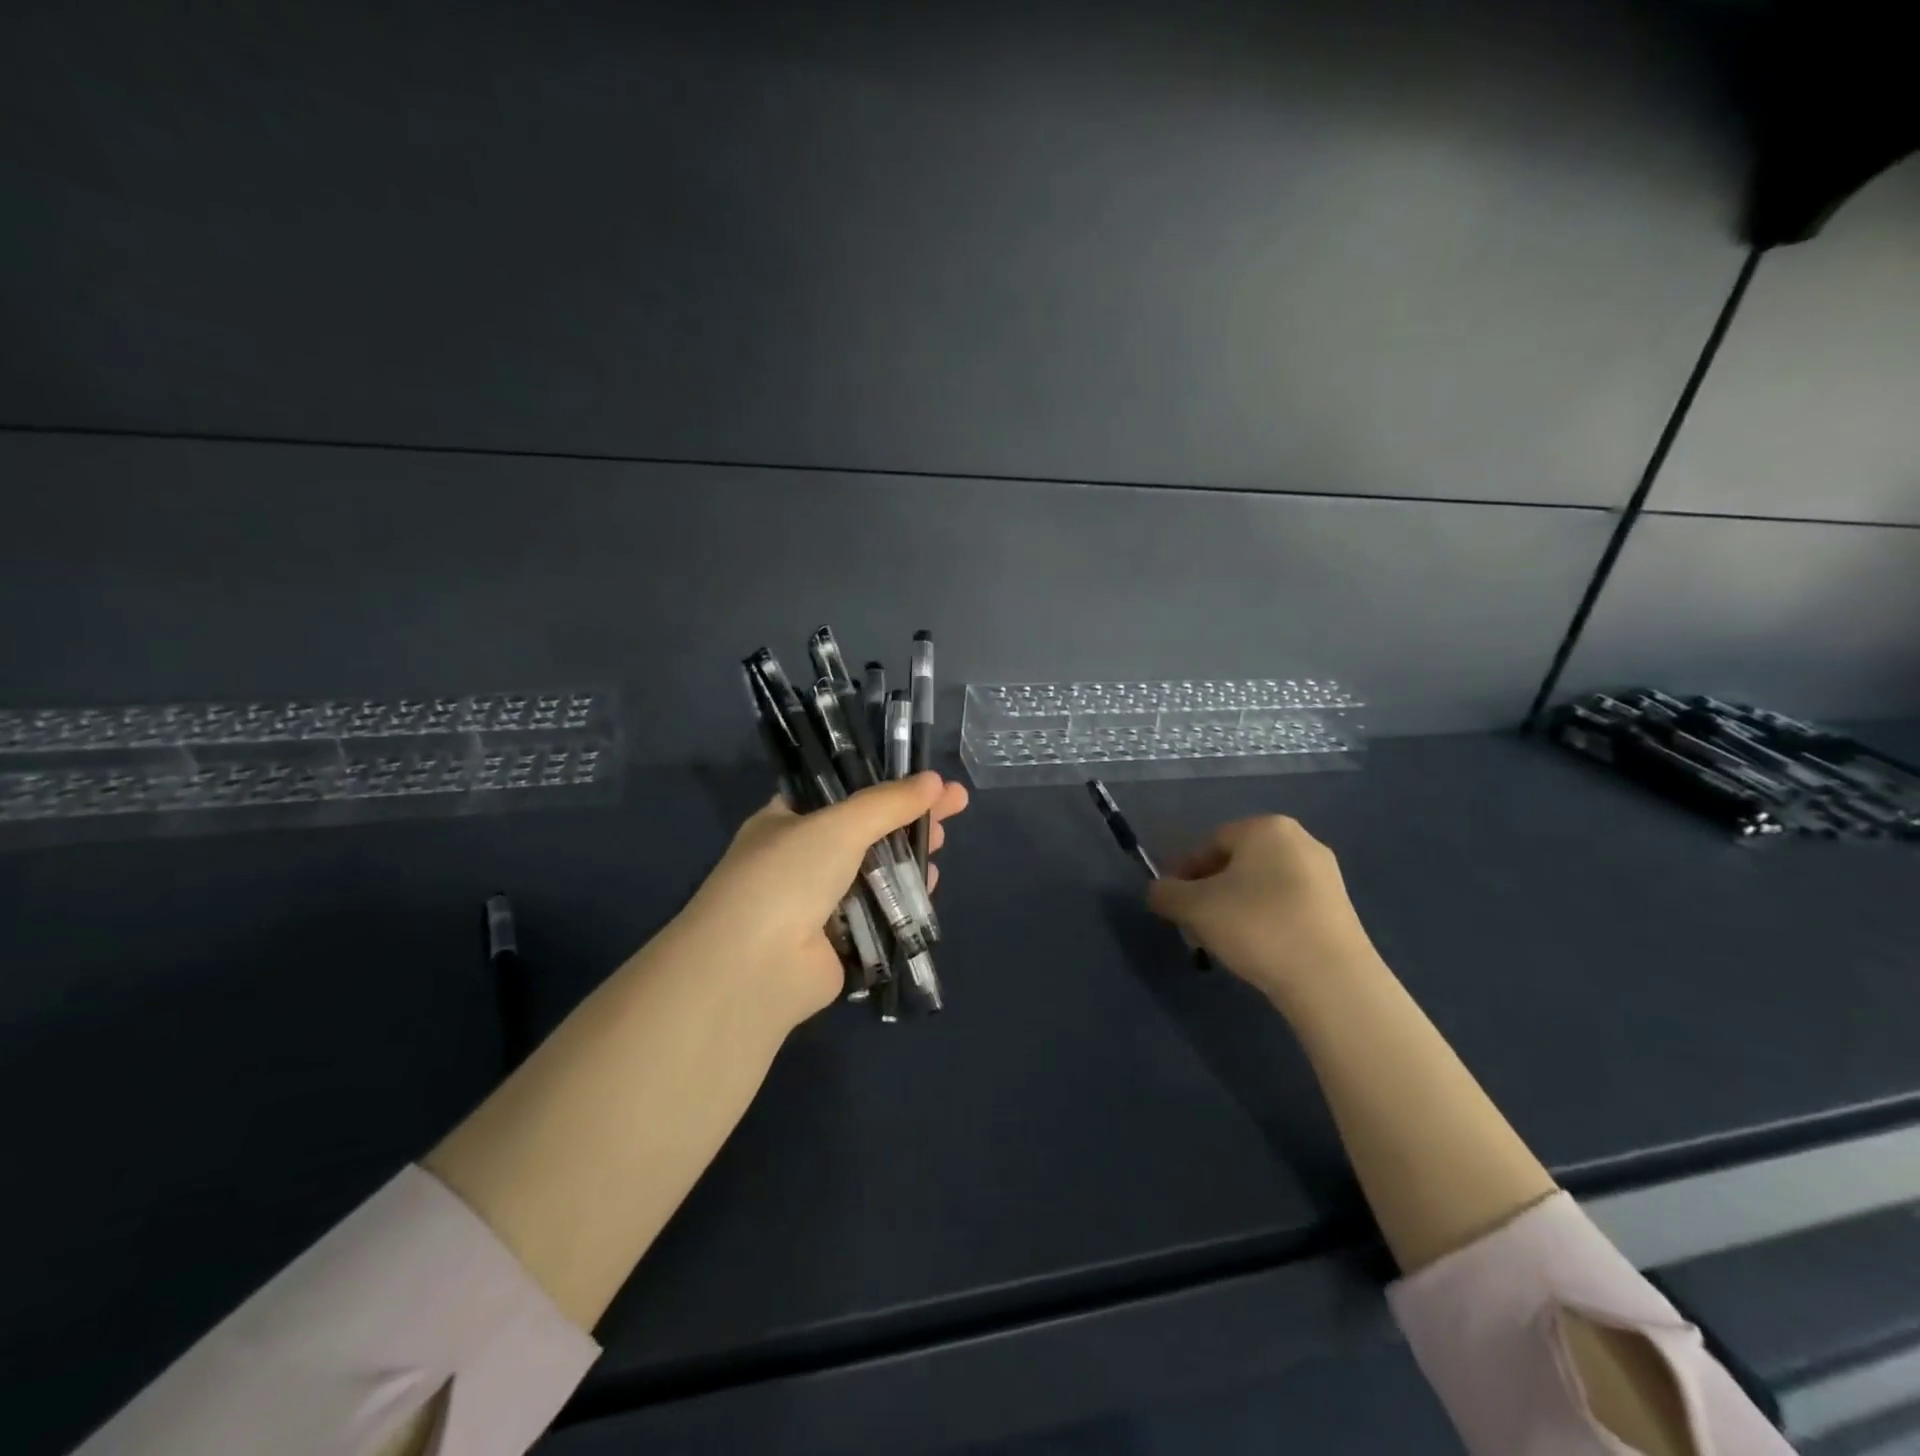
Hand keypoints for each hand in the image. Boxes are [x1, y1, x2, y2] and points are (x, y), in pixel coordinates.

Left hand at [664, 772, 969, 1027]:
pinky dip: (903, 898)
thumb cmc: (788, 876)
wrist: (756, 966)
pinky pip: (878, 912)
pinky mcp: (839, 941)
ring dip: (908, 857)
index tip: (925, 780)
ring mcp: (818, 903)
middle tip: (951, 807)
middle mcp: (799, 860)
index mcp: (785, 822)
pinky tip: (929, 884)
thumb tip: (935, 781)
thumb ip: (889, 803)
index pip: (840, 793)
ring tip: (941, 843)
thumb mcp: (839, 825)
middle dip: (907, 818)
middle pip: (865, 831)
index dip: (884, 785)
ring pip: (874, 872)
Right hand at [1147, 814, 1381, 1010]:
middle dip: (1209, 892)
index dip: (1183, 874)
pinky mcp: (1339, 908)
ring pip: (1261, 885)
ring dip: (1234, 908)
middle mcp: (1299, 840)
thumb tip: (1157, 891)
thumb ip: (1166, 893)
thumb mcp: (1194, 908)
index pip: (1209, 844)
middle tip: (1195, 925)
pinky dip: (1265, 920)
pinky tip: (1258, 950)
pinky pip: (1287, 904)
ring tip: (1223, 942)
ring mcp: (1325, 874)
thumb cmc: (1257, 926)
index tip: (1173, 905)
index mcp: (1265, 827)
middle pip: (1236, 863)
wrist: (1332, 980)